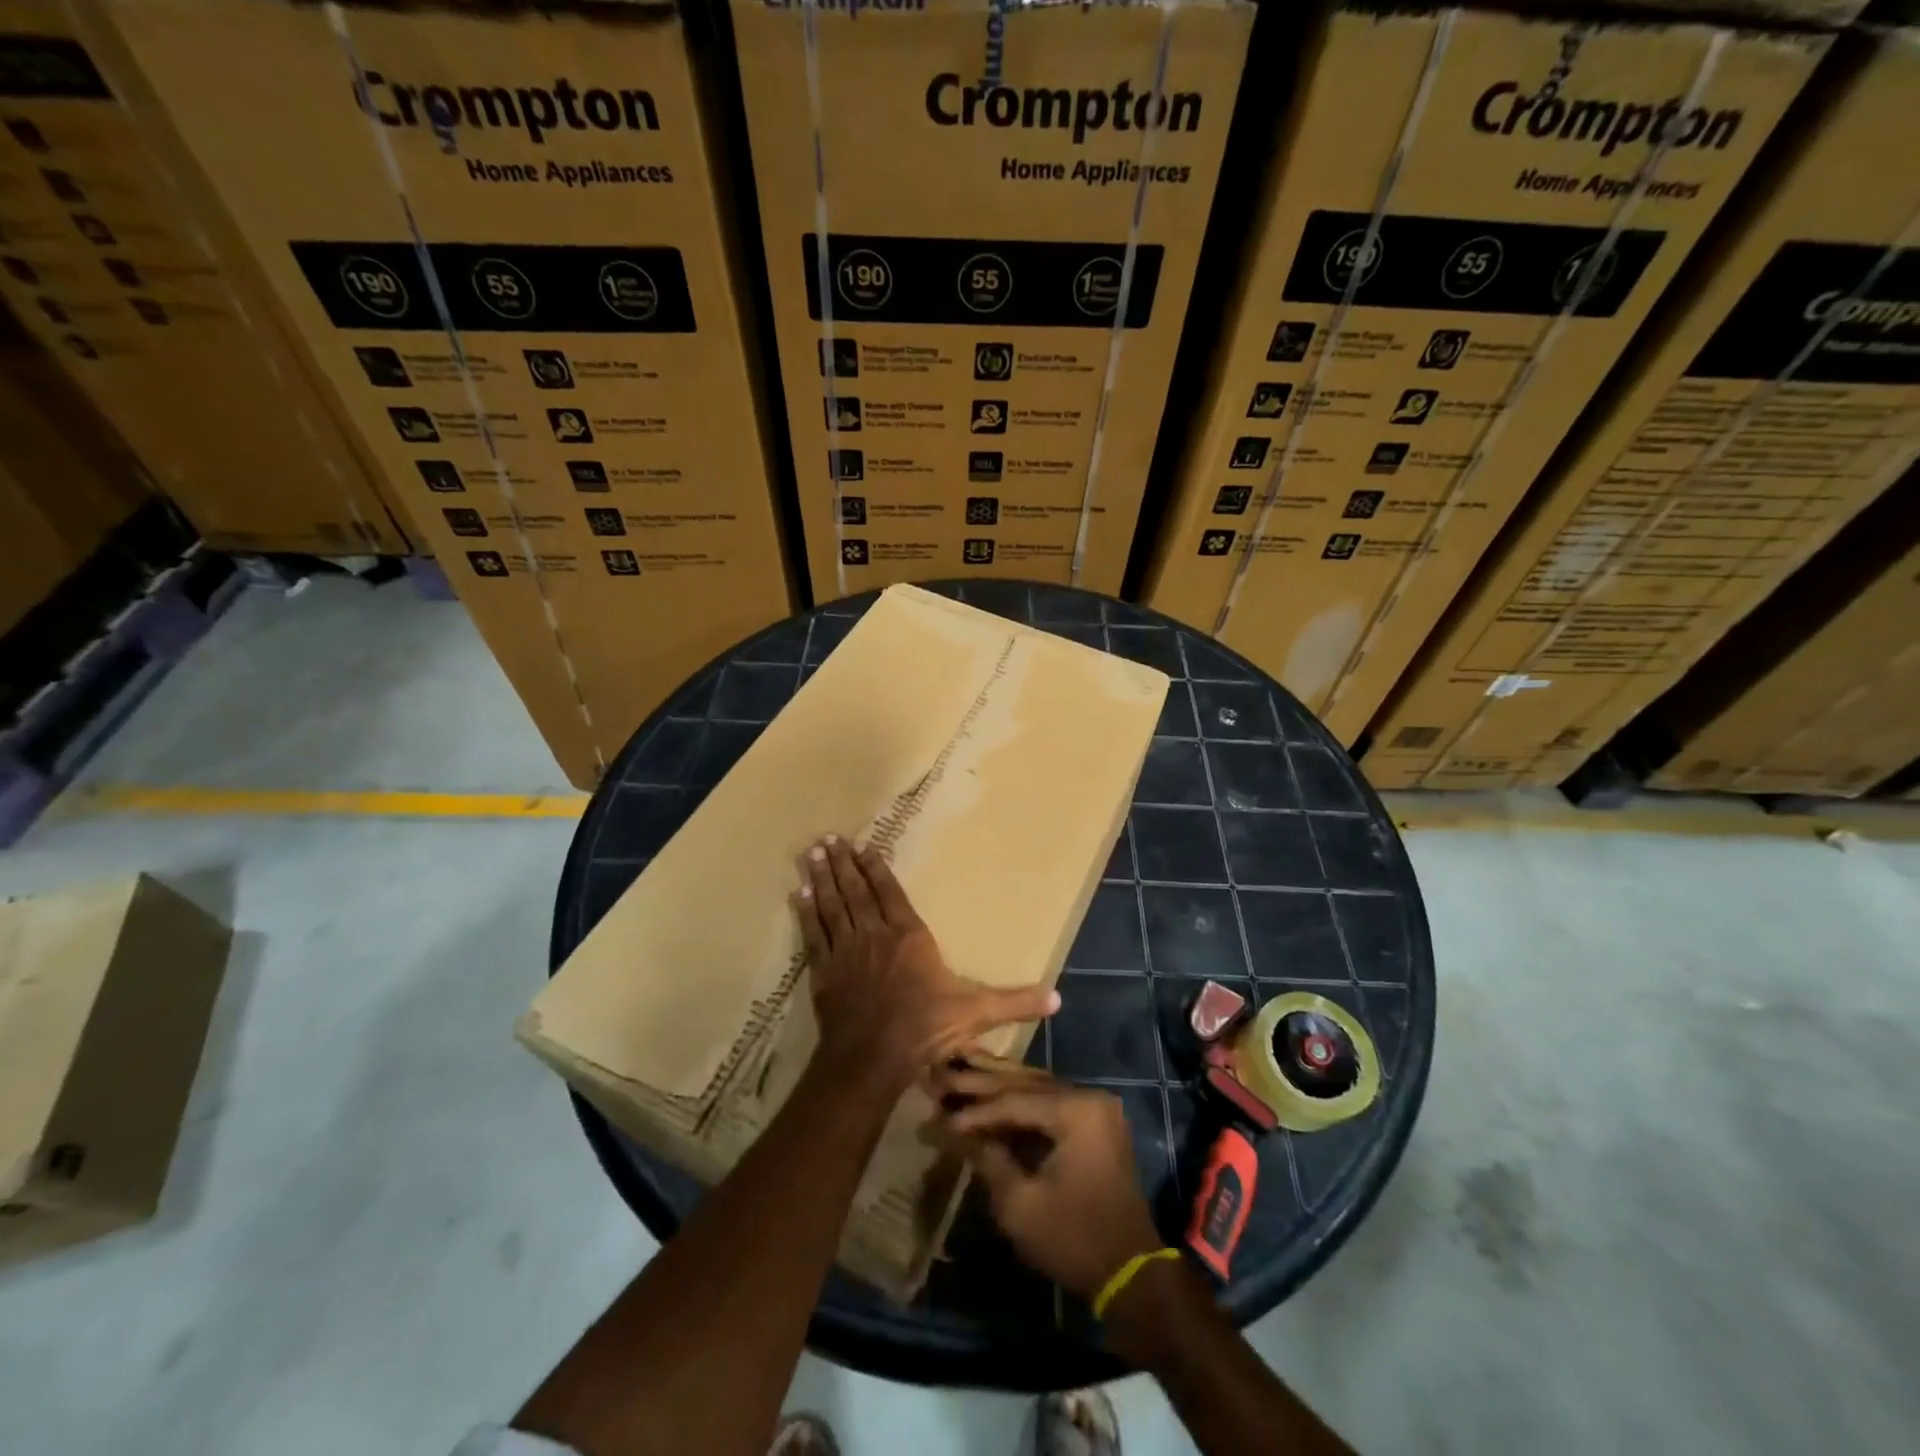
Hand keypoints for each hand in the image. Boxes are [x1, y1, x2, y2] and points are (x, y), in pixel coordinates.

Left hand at [792, 835, 1059, 1086]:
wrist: (873, 1058)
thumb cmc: (925, 1029)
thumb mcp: (977, 1014)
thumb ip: (1015, 1002)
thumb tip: (1058, 999)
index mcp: (909, 936)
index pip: (890, 893)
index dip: (876, 869)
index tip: (863, 846)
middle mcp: (875, 934)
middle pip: (856, 891)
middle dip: (843, 863)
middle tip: (828, 838)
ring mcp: (846, 950)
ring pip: (832, 905)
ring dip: (822, 877)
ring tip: (812, 853)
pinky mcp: (825, 971)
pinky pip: (814, 933)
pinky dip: (806, 912)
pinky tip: (797, 893)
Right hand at [933, 1062, 1162, 1299]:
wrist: (1131, 1275)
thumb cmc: (1074, 1239)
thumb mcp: (1020, 1204)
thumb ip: (986, 1158)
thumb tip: (950, 1130)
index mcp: (1077, 1109)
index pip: (1013, 1100)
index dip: (973, 1111)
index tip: (937, 1116)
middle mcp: (1089, 1096)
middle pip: (1025, 1083)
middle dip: (981, 1085)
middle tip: (940, 1077)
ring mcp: (1095, 1108)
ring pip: (1036, 1088)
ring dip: (998, 1089)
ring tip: (957, 1078)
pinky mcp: (1094, 1124)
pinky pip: (1049, 1103)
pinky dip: (1019, 1104)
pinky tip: (989, 1101)